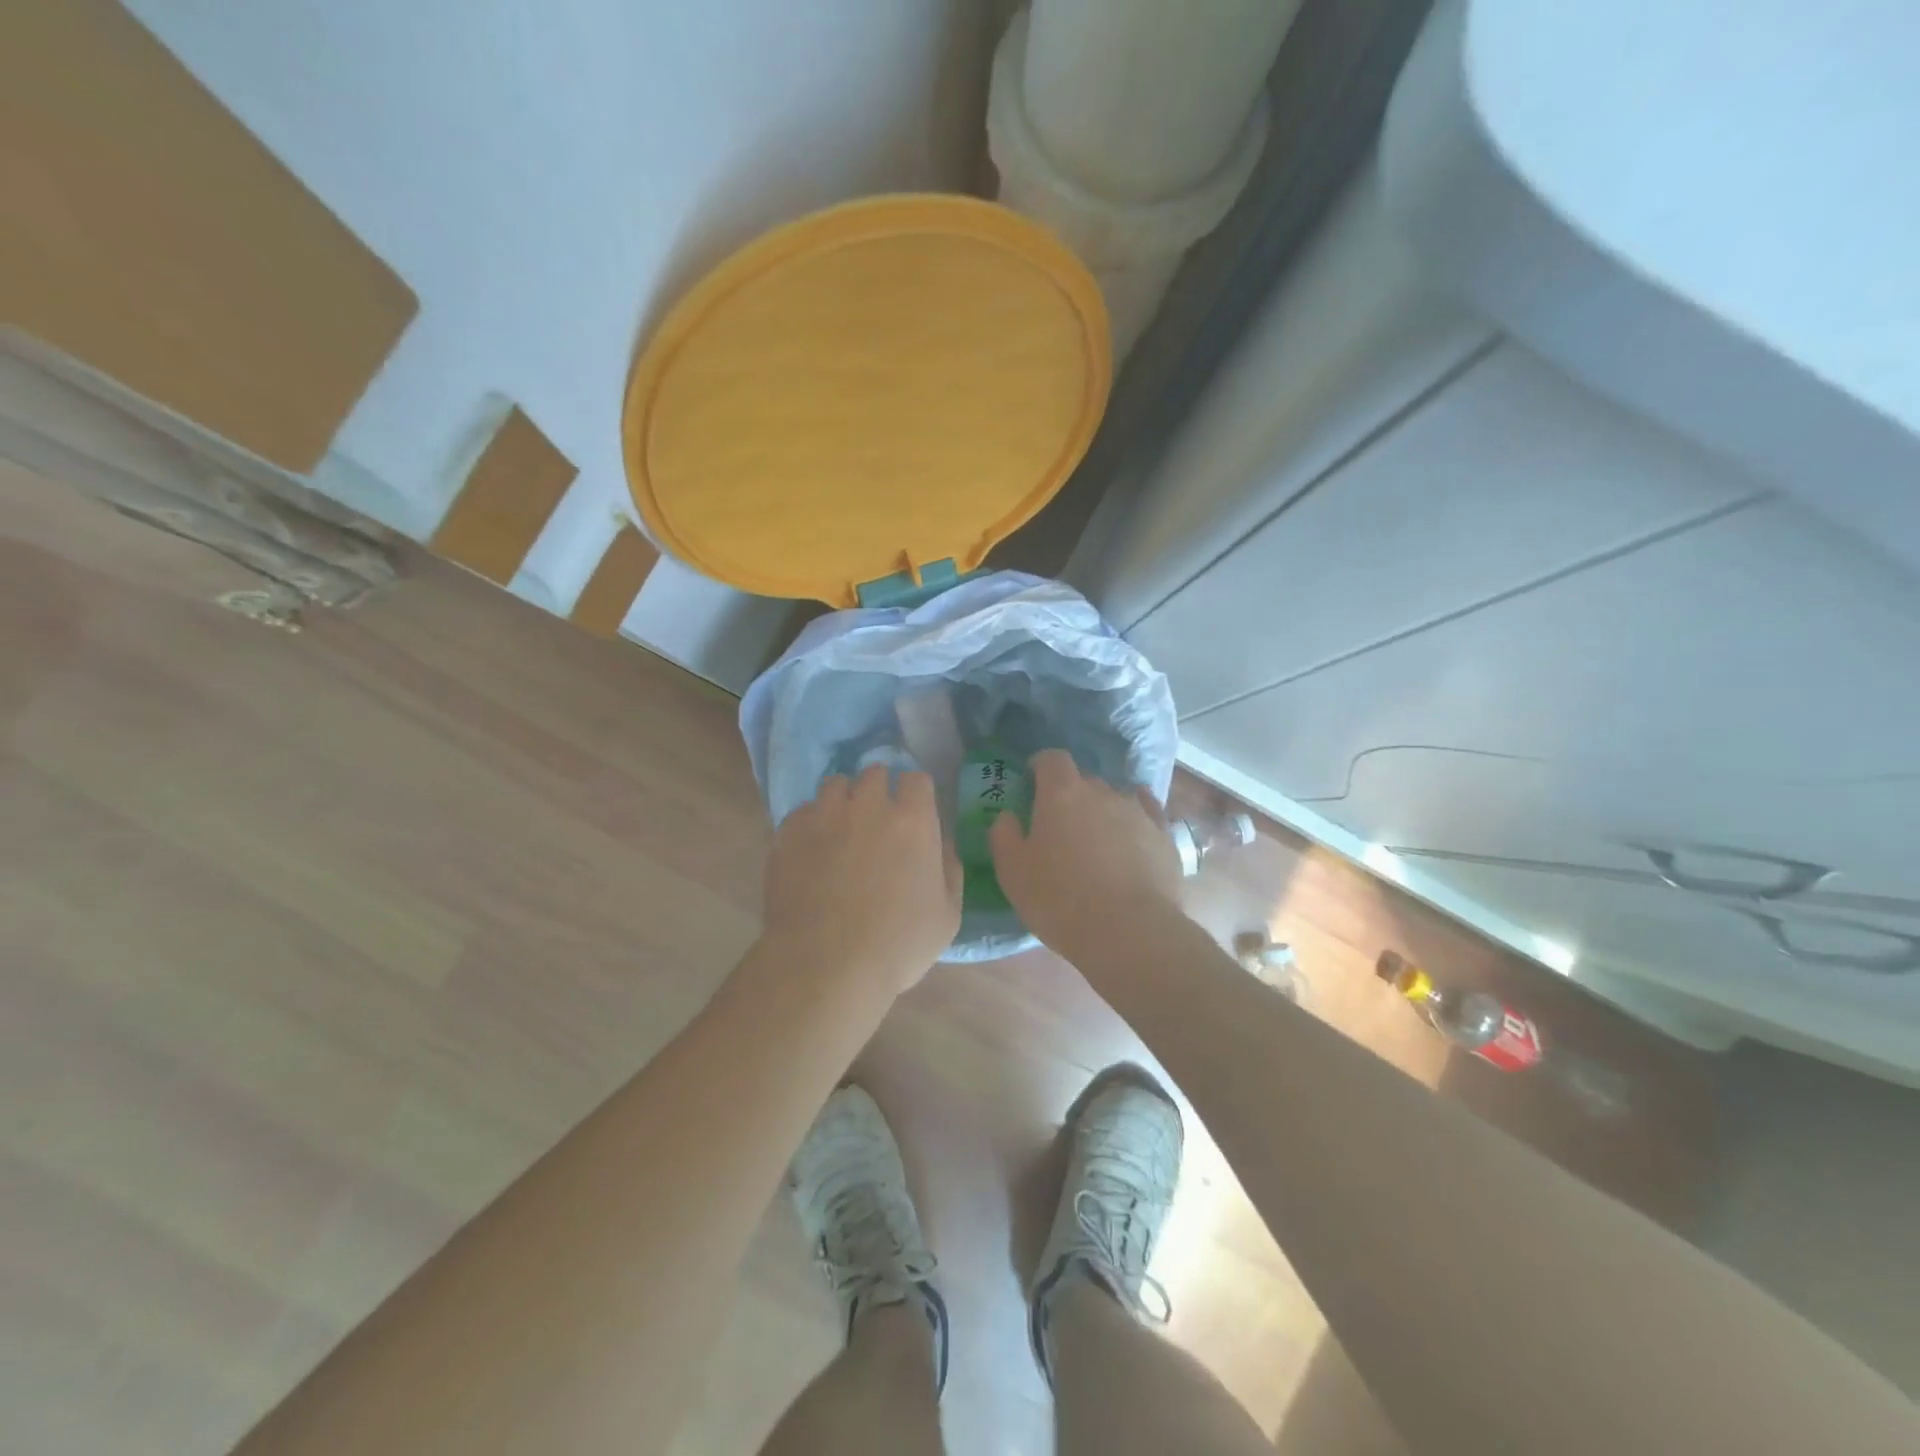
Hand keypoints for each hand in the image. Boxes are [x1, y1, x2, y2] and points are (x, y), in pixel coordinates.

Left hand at [762, 764, 961, 995]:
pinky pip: (802, 812)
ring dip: (842, 800)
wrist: (826, 966)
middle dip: (878, 791)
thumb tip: (941, 845)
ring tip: (840, 830)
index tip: (914, 812)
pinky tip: (811, 851)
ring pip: (834, 785)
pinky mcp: (788, 833)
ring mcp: (824, 816)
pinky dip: (810, 824)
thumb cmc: (897, 945)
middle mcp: (868, 806)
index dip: (916, 794)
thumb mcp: (947, 915)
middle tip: (877, 822)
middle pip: (874, 773)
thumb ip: (949, 870)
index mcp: (913, 821)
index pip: (916, 779)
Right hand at [989, 749, 1185, 963]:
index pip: (1052, 759)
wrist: (1129, 931)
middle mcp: (1102, 792)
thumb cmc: (1059, 899)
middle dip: (1070, 795)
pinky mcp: (1164, 836)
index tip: (1032, 782)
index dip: (1041, 766)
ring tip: (1096, 843)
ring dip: (1102, 812)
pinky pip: (1148, 814)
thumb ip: (1004, 835)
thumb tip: (1008, 816)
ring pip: (1115, 799)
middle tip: (1060, 827)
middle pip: (1083, 780)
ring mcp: (1138, 812)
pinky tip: (1134, 832)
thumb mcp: (1012, 872)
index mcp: (1062, 793)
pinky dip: (1136, 819)